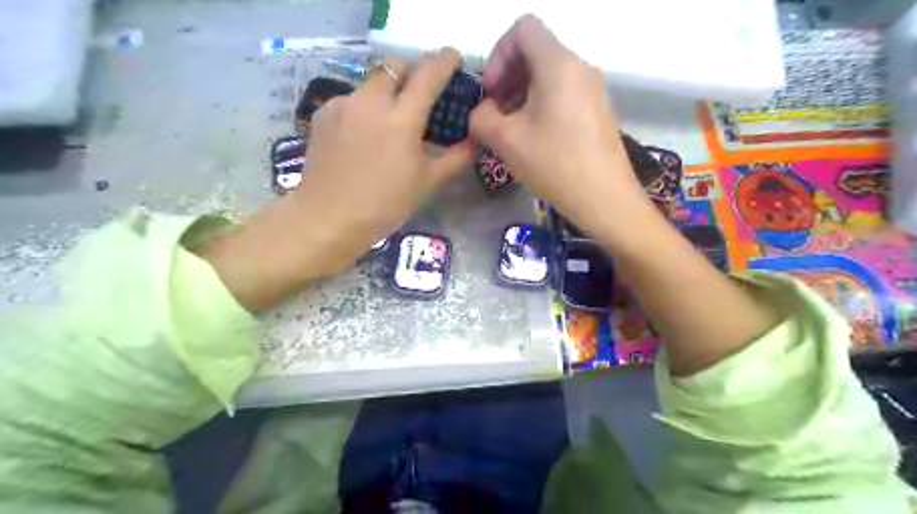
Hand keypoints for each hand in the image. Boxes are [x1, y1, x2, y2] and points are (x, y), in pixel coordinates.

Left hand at [300, 47, 471, 263]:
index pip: (429, 75)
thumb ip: (455, 157)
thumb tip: (474, 139)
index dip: (445, 60)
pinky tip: (362, 135)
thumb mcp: (427, 181)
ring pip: (371, 82)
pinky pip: (351, 99)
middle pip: (395, 66)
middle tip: (419, 95)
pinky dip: (364, 108)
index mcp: (402, 118)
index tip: (454, 57)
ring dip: (386, 92)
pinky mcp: (324, 113)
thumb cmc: (386, 203)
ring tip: (388, 122)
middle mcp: (371, 101)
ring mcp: (344, 104)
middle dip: (411, 72)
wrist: (329, 217)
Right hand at [473, 13, 642, 236]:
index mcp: (559, 64)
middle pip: (535, 52)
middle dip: (507, 78)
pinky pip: (562, 94)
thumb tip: (482, 112)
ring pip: (548, 75)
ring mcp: (592, 90)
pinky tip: (534, 140)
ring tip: (512, 132)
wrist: (606, 199)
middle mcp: (580, 68)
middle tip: (496, 115)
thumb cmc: (555, 165)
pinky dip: (540, 106)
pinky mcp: (596, 111)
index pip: (523, 29)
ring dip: (521, 96)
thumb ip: (481, 118)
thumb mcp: (507, 141)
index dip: (498, 55)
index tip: (491, 93)